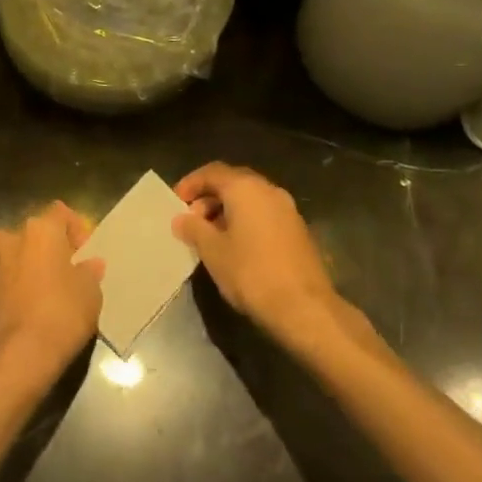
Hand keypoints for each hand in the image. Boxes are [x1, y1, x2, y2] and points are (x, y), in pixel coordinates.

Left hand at [0, 201, 103, 390]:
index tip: (86, 255)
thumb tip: (89, 264)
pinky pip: (4, 278)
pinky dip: (15, 286)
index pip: (61, 212)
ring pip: (16, 255)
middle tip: (68, 274)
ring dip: (30, 266)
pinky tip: (28, 309)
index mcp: (40, 229)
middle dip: (51, 248)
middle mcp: (10, 236)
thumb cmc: (60, 316)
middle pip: (36, 233)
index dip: (77, 230)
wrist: (14, 359)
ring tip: (47, 294)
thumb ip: (90, 272)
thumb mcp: (90, 293)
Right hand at [173, 163, 342, 349]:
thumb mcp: (213, 251)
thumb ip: (194, 228)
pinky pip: (264, 214)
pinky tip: (236, 246)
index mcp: (245, 188)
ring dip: (227, 210)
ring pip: (250, 199)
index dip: (190, 184)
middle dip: (209, 197)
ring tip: (211, 236)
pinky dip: (246, 221)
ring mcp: (287, 209)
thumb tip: (181, 218)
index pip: (212, 172)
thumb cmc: (251, 273)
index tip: (175, 203)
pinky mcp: (298, 230)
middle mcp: (269, 190)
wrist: (305, 309)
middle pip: (232, 182)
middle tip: (191, 219)